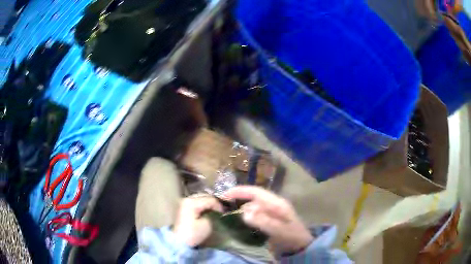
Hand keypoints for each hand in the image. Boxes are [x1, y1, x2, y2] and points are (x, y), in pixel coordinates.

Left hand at [173, 195, 222, 246]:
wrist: (179, 241)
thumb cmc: (193, 233)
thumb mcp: (207, 224)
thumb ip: (214, 214)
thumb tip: (217, 210)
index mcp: (192, 202)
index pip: (211, 199)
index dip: (219, 206)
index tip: (224, 214)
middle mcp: (187, 198)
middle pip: (205, 195)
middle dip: (214, 202)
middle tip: (221, 211)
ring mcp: (184, 202)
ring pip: (200, 198)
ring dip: (208, 203)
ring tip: (215, 211)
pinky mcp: (183, 207)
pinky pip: (196, 202)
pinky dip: (203, 205)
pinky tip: (207, 211)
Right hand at [224, 186, 313, 254]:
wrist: (301, 246)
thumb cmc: (292, 237)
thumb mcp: (279, 230)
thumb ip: (263, 222)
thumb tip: (244, 213)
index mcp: (277, 203)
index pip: (256, 192)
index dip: (240, 191)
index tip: (224, 194)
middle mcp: (273, 204)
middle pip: (252, 197)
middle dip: (238, 198)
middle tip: (222, 205)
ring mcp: (271, 212)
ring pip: (252, 205)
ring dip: (240, 207)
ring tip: (227, 212)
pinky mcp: (269, 219)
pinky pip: (254, 214)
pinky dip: (245, 215)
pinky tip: (238, 220)